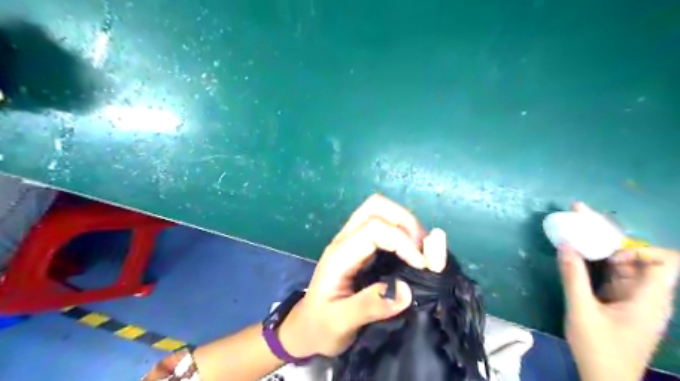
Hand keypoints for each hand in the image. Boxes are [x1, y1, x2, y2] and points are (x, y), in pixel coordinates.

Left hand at [279, 196, 449, 357]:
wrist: (306, 327)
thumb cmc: (320, 325)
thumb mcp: (340, 322)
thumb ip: (369, 306)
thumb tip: (406, 290)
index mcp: (339, 254)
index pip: (374, 229)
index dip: (402, 241)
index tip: (422, 265)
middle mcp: (346, 239)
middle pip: (376, 206)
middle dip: (405, 221)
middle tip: (422, 249)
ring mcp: (353, 240)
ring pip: (380, 211)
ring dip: (406, 224)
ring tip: (421, 250)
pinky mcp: (361, 247)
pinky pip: (383, 225)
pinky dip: (403, 232)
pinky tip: (412, 252)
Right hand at [558, 203, 678, 380]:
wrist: (605, 379)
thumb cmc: (599, 348)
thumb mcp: (581, 311)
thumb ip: (573, 277)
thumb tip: (566, 245)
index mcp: (649, 299)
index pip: (665, 262)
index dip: (639, 247)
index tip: (607, 246)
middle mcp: (647, 295)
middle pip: (638, 257)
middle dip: (610, 236)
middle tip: (580, 216)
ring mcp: (633, 298)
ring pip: (623, 264)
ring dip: (600, 247)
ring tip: (575, 230)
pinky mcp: (620, 302)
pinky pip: (612, 275)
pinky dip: (596, 262)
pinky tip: (577, 254)